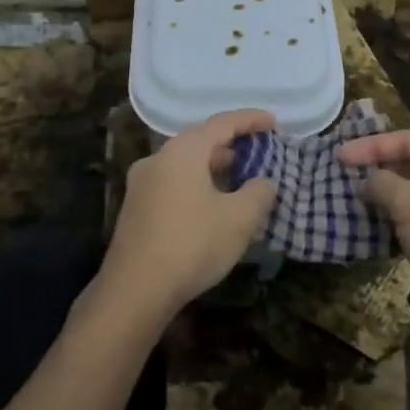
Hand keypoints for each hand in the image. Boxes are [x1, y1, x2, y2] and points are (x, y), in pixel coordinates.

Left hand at [101, 109, 277, 323]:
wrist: (135, 290)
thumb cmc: (192, 244)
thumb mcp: (239, 219)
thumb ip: (259, 193)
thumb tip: (263, 183)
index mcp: (183, 151)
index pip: (222, 123)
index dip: (251, 120)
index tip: (274, 123)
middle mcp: (158, 158)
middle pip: (201, 142)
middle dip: (232, 147)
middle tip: (259, 155)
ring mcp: (142, 184)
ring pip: (186, 166)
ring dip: (214, 170)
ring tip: (240, 182)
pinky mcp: (135, 210)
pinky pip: (174, 185)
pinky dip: (198, 187)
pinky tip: (213, 208)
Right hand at [337, 130, 409, 321]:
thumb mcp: (408, 205)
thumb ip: (381, 183)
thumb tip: (367, 181)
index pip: (409, 139)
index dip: (371, 146)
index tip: (340, 157)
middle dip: (381, 165)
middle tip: (348, 172)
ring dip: (391, 189)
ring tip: (361, 194)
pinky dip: (405, 210)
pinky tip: (384, 220)